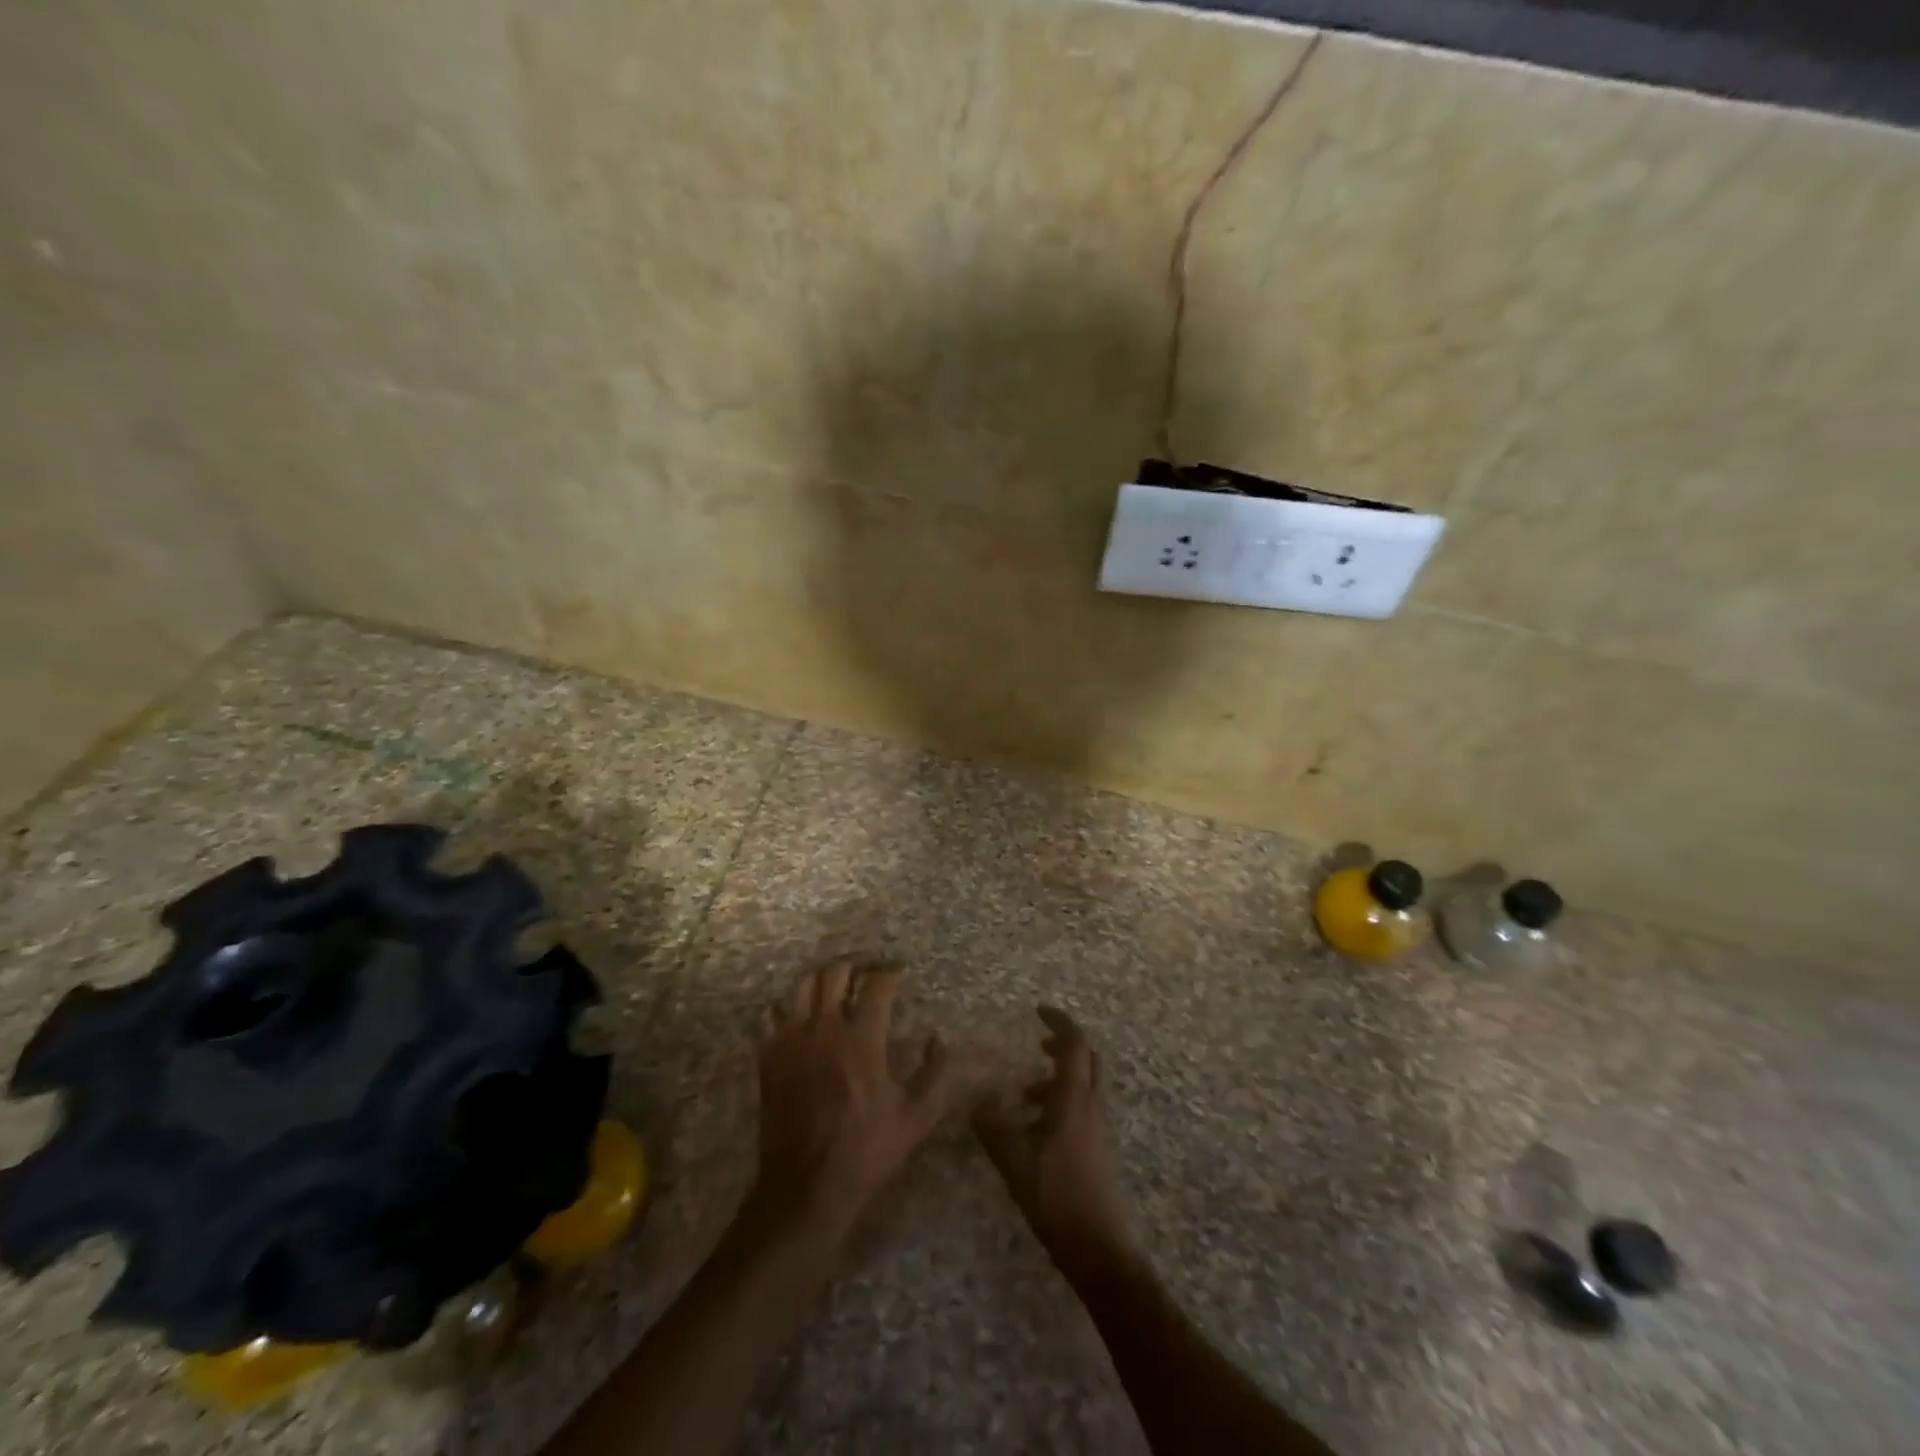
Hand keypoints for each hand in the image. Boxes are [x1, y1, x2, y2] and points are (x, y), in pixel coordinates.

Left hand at [754, 960, 954, 1237]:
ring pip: (801, 986)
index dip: (891, 972)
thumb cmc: (866, 1151)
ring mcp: (791, 1040)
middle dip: (854, 965)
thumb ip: (936, 1073)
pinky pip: (774, 1015)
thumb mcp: (917, 1118)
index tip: (899, 972)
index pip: (877, 985)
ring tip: (834, 988)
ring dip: (821, 980)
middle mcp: (824, 1028)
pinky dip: (790, 1008)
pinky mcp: (768, 1057)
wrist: (805, 1188)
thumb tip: (940, 1037)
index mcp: (862, 1038)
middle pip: (835, 973)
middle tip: (866, 972)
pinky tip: (802, 1020)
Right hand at [974, 1007, 1132, 1266]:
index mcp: (1074, 1098)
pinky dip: (1060, 1101)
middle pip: (1086, 1059)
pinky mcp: (1096, 1148)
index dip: (1059, 1022)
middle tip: (1035, 1045)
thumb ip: (993, 1128)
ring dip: (1057, 1077)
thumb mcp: (1016, 1162)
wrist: (1100, 1249)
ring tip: (1023, 1094)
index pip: (1075, 1043)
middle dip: (1062, 1045)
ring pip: (1083, 1084)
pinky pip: (1080, 1107)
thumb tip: (973, 1101)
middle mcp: (1091, 1105)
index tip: (1038, 1011)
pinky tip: (1033, 1129)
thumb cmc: (1058, 1198)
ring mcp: (1097, 1128)